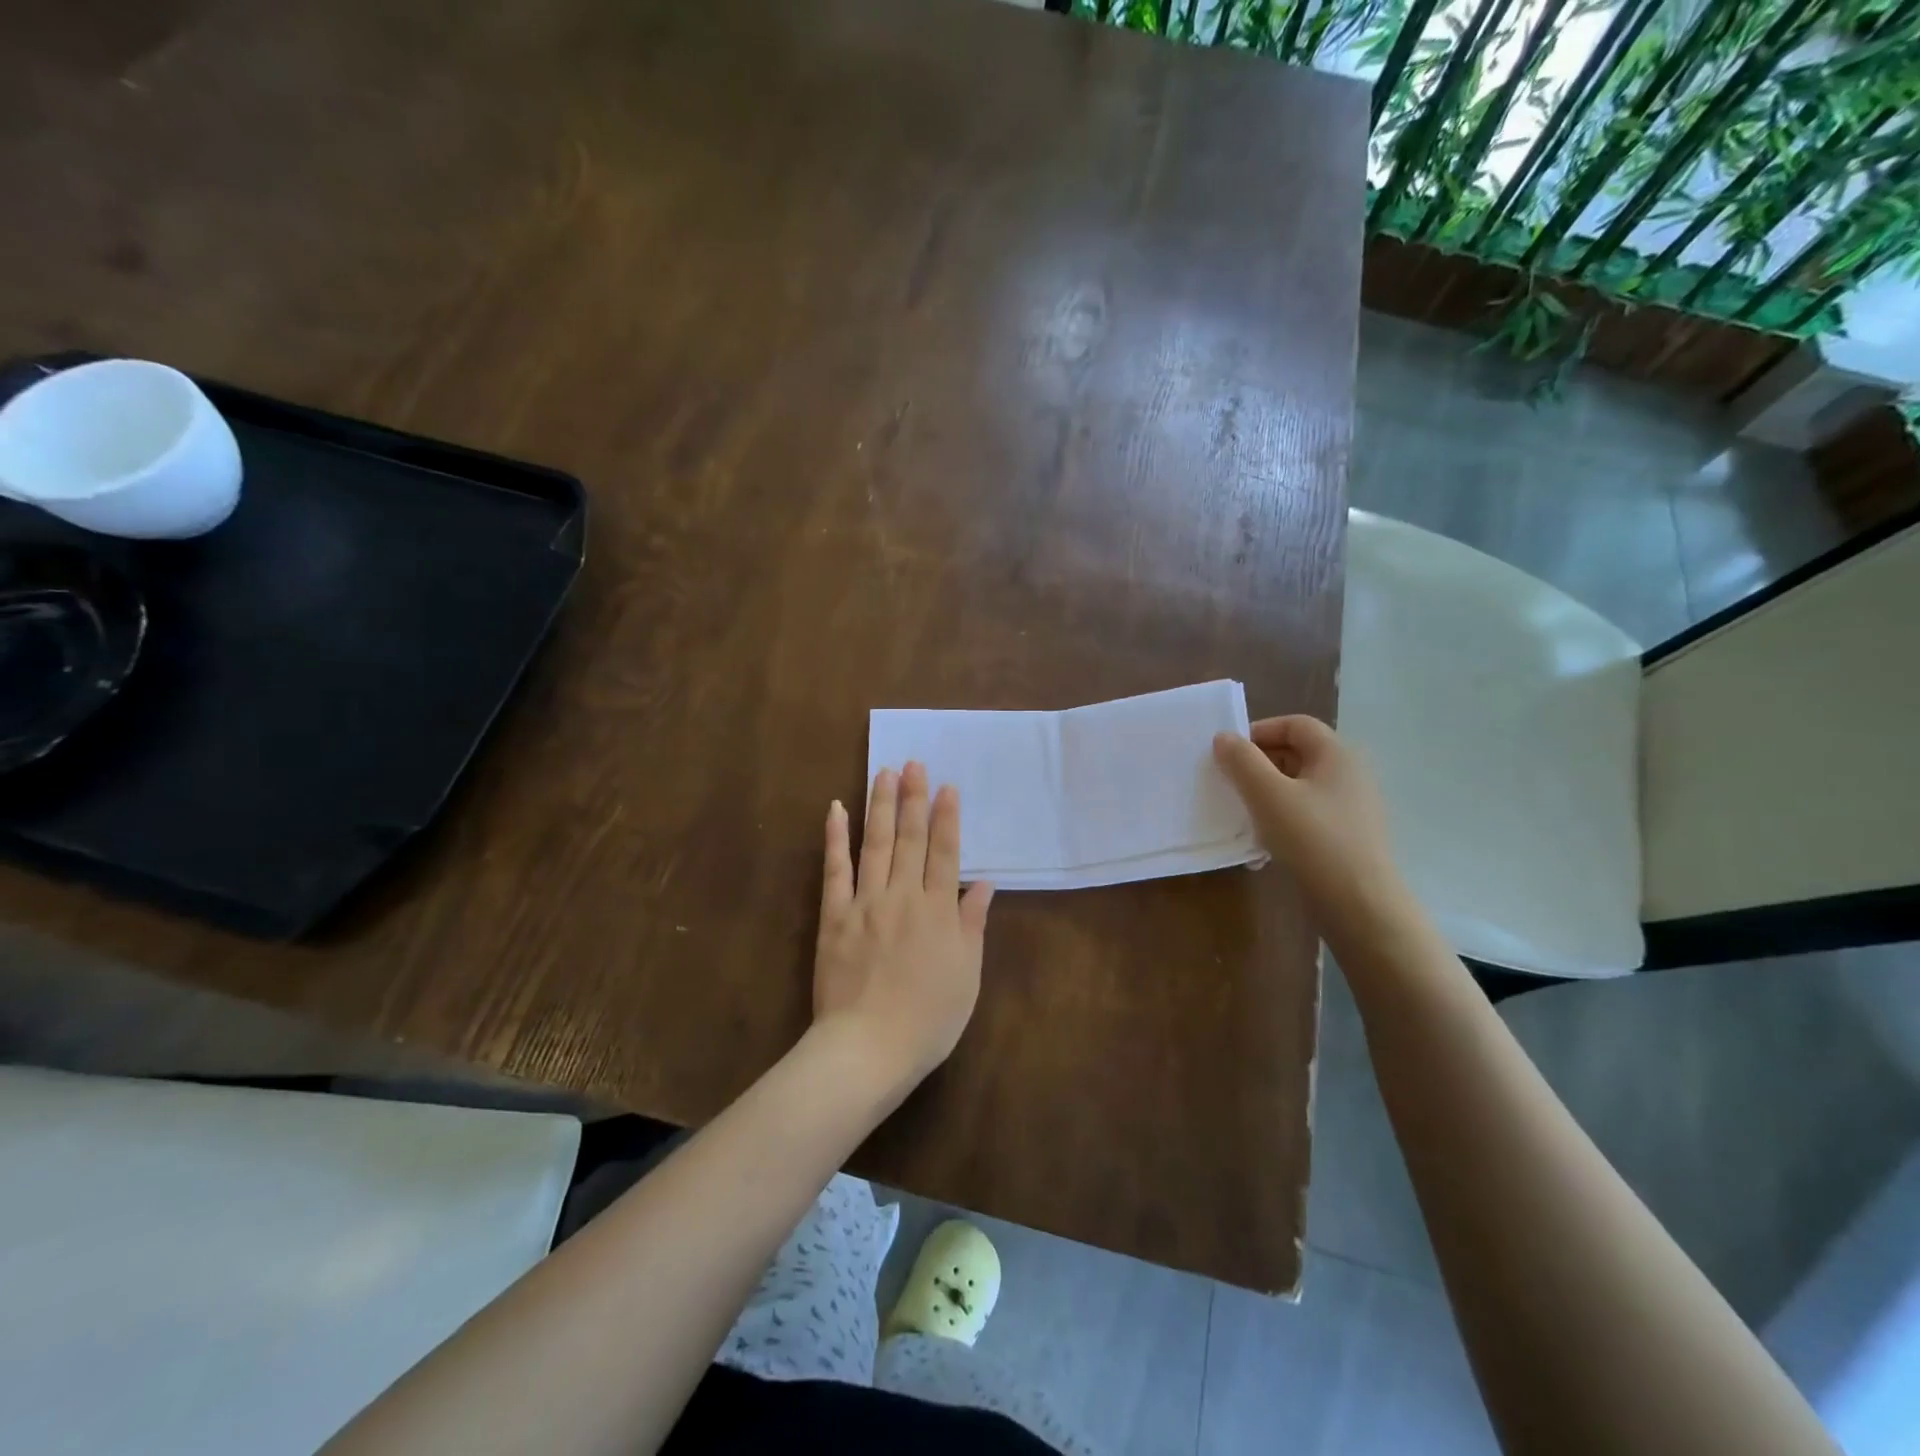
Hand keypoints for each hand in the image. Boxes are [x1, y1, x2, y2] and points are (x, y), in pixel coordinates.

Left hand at [814, 762, 995, 1084]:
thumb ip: (973, 924)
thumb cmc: (929, 1019)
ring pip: (876, 844)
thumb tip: (983, 883)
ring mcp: (866, 903)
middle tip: (913, 763)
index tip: (946, 786)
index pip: (945, 852)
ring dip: (881, 806)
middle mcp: (904, 896)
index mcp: (938, 911)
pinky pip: (835, 870)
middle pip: (911, 838)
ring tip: (884, 772)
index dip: (947, 817)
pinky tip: (837, 810)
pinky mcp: (834, 916)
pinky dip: (836, 838)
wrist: (869, 1047)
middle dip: (913, 798)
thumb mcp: (967, 975)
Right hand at [1213, 716, 1414, 942]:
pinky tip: (1264, 841)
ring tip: (1242, 813)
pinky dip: (1283, 817)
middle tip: (1230, 782)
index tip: (1229, 754)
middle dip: (1260, 764)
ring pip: (1300, 786)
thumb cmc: (1313, 839)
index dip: (1259, 731)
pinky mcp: (1348, 835)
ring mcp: (1352, 806)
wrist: (1360, 905)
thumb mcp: (1268, 795)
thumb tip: (1224, 737)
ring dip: (1268, 793)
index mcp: (1337, 754)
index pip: (1295, 724)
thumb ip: (1242, 762)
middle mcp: (1350, 773)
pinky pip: (1308, 813)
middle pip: (1298, 753)